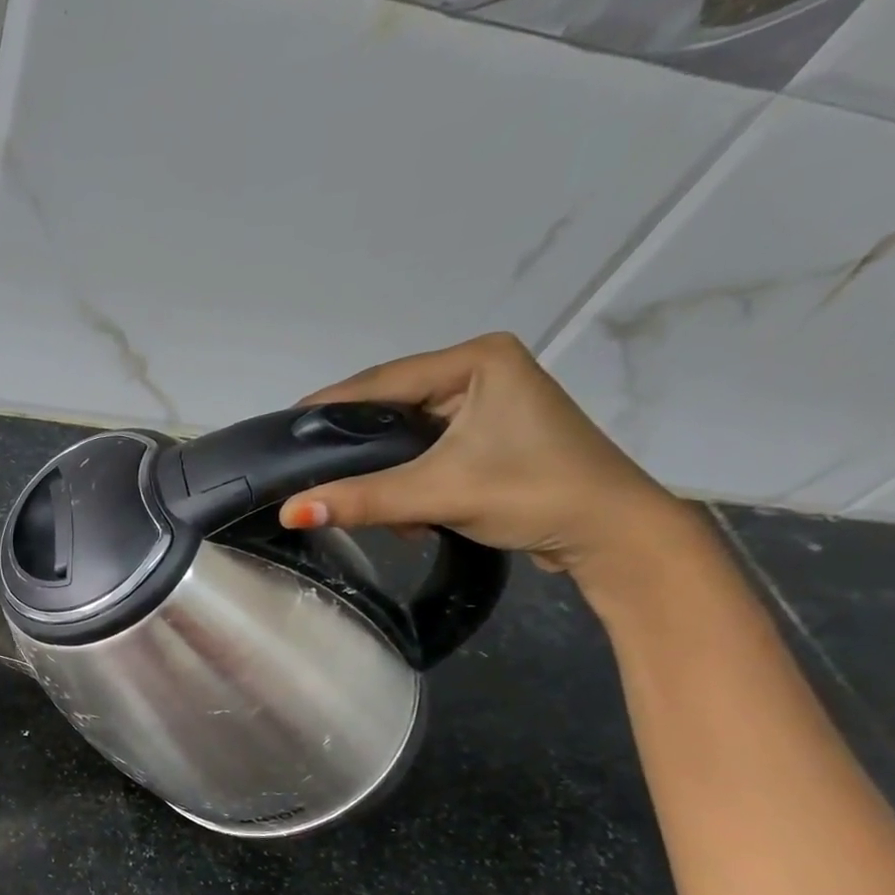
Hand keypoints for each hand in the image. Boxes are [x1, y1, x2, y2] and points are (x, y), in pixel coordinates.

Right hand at [277, 333, 693, 580]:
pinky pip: (426, 451)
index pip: (381, 381)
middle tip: (309, 472)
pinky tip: (406, 514)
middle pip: (392, 407)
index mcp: (477, 360)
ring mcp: (488, 403)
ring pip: (406, 434)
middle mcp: (481, 371)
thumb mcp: (437, 494)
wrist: (612, 534)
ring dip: (385, 473)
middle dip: (358, 448)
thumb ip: (361, 500)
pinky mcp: (490, 436)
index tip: (281, 432)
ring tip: (366, 505)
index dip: (327, 407)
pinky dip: (409, 480)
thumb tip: (288, 513)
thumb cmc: (534, 493)